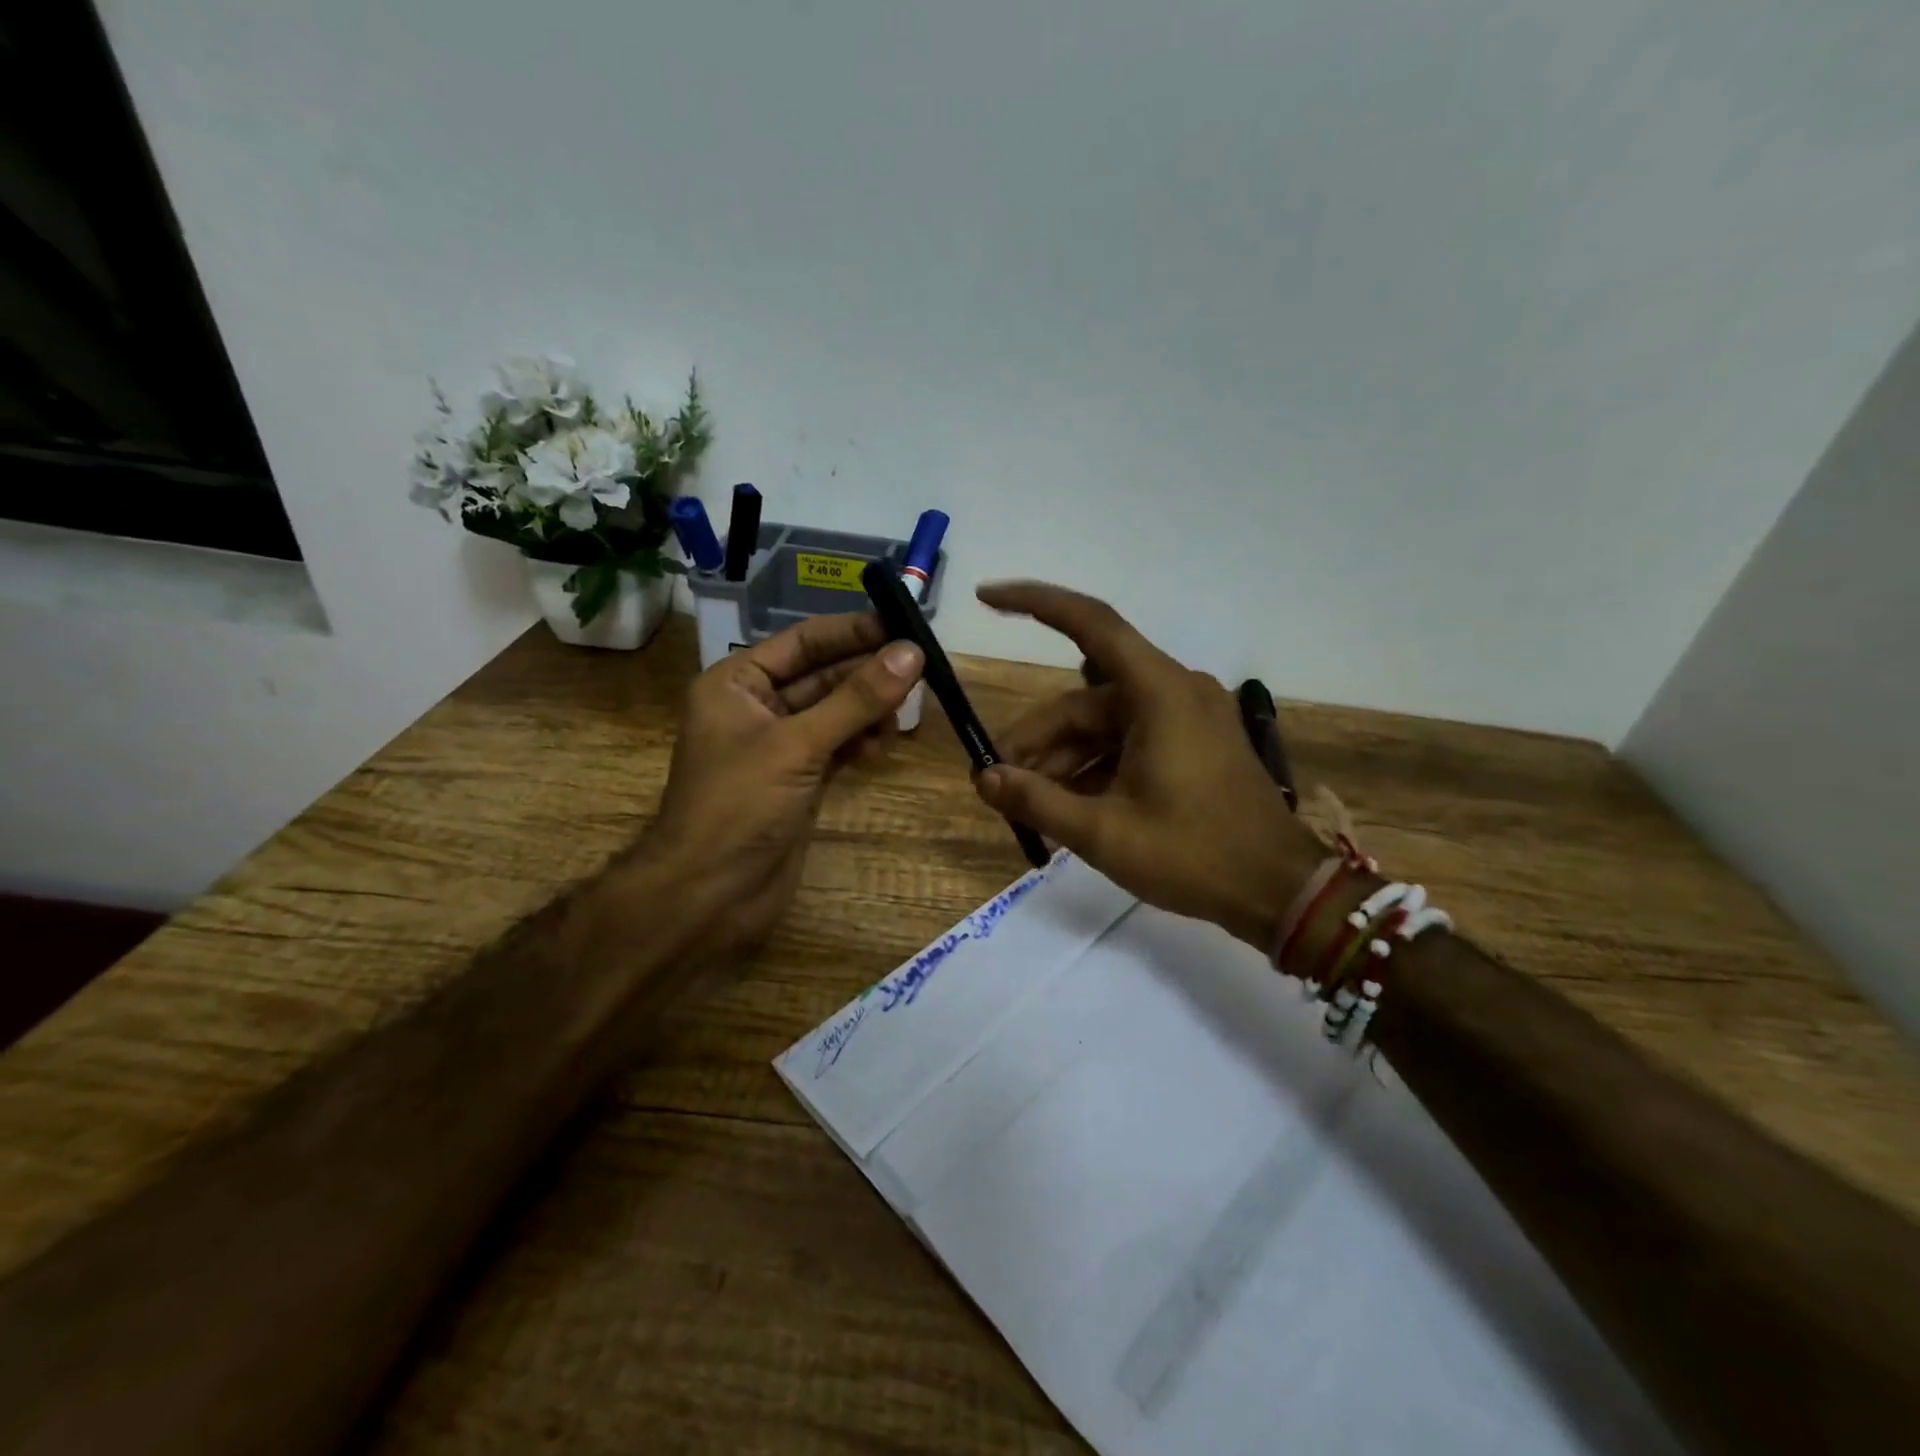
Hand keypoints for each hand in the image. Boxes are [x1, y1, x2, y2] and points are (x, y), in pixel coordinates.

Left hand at [624, 612, 923, 961]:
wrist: (710, 895)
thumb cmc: (740, 806)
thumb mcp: (798, 744)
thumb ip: (856, 699)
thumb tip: (911, 653)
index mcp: (737, 683)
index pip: (803, 641)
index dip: (852, 631)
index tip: (904, 625)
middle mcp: (757, 707)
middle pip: (823, 676)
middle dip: (867, 673)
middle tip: (920, 669)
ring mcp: (780, 747)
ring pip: (835, 713)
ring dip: (868, 711)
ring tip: (900, 717)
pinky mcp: (799, 780)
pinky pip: (838, 746)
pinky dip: (861, 743)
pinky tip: (882, 747)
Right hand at [974, 581, 1323, 949]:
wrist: (1279, 891)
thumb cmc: (1195, 856)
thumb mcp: (1104, 833)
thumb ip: (1038, 801)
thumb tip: (983, 779)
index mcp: (1160, 693)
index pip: (1090, 624)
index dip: (1034, 603)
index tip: (987, 597)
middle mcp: (1174, 690)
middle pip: (1086, 700)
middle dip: (1039, 738)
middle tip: (999, 780)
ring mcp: (1187, 717)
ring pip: (1104, 724)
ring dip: (1064, 758)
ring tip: (1027, 802)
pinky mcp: (1193, 742)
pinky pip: (1129, 741)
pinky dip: (1096, 766)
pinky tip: (1067, 804)